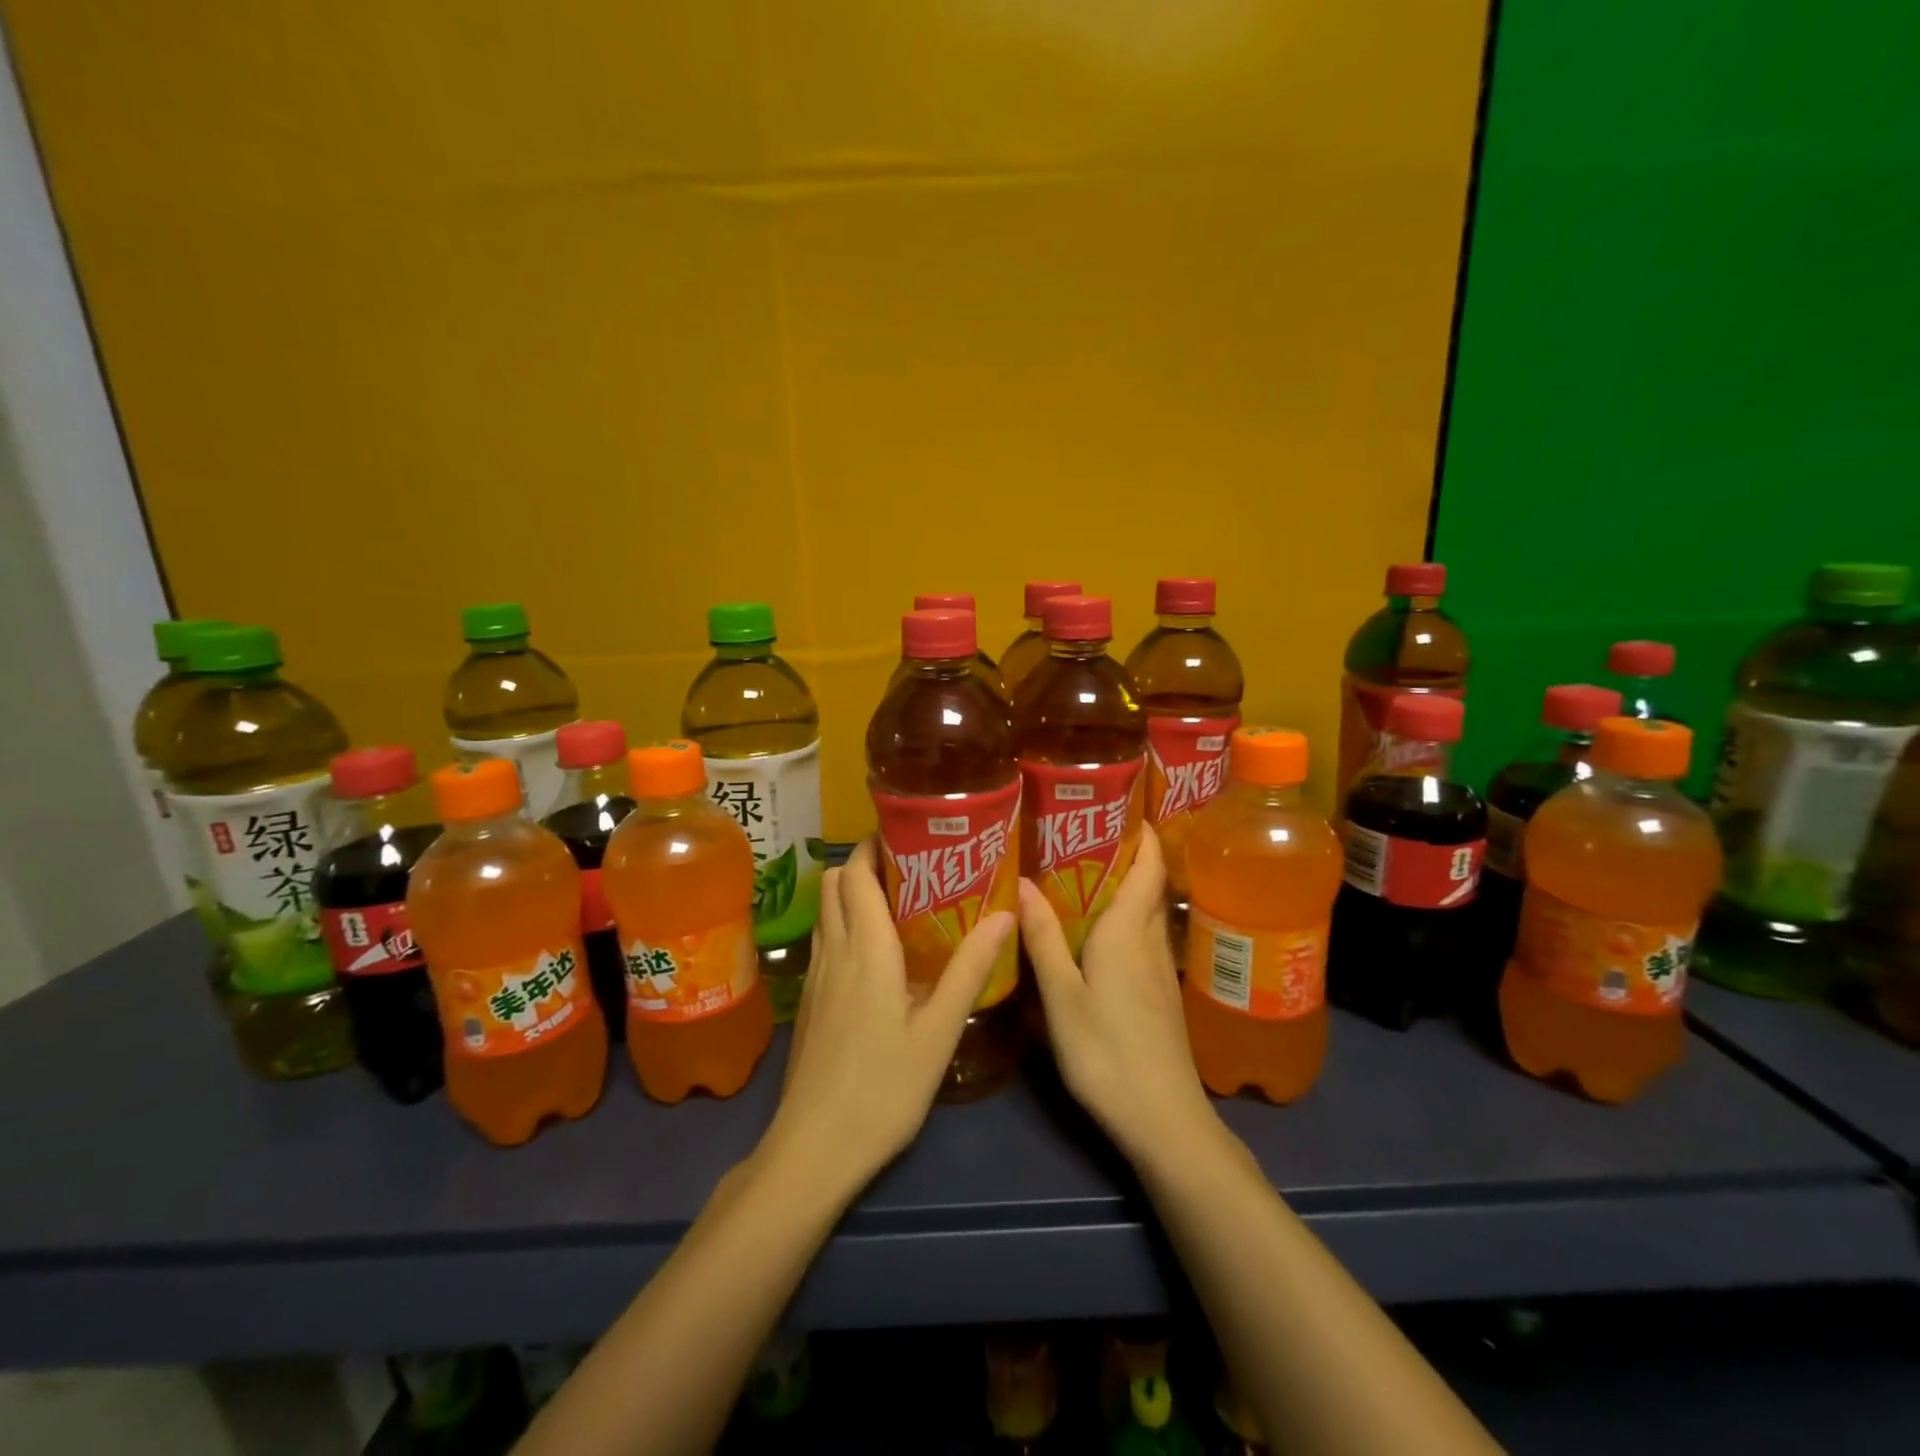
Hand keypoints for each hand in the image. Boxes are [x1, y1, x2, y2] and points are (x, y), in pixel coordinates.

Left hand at [767, 838, 1015, 1193]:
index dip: (875, 844)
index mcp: (866, 948)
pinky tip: (879, 953)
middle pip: (835, 882)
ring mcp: (815, 976)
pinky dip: (846, 924)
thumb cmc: (884, 1087)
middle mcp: (834, 950)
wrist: (815, 1148)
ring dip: (853, 892)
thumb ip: (970, 968)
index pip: (857, 872)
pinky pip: (825, 940)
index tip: (908, 834)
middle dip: (865, 862)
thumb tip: (1004, 914)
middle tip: (912, 868)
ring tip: (901, 901)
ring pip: (827, 910)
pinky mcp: (809, 1000)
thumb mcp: (938, 1030)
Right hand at [1019, 827, 1217, 1163]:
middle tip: (1082, 832)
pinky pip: (1141, 939)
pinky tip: (1096, 933)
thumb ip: (1044, 940)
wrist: (1164, 1120)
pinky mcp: (1159, 995)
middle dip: (1126, 854)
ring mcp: (1159, 971)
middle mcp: (1149, 942)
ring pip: (1144, 914)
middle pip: (1147, 886)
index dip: (1143, 833)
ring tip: (1081, 872)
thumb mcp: (1063, 998)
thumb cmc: (1108, 1053)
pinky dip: (1123, 920)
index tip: (1123, 804)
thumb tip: (1023, 881)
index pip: (1148, 867)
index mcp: (1127, 933)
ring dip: (1124, 887)